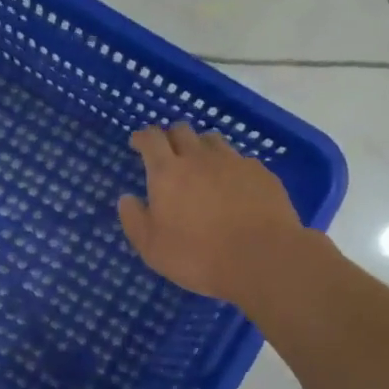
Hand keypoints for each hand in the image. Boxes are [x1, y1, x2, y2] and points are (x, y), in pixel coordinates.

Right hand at [117, 125, 304, 303]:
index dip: (142, 137)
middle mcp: (199, 158)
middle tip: (167, 153)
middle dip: (170, 137)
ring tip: (200, 164)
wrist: (262, 258)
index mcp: (167, 172)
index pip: (151, 139)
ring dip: (200, 146)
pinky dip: (229, 166)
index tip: (137, 143)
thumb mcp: (152, 247)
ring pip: (212, 140)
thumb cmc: (198, 255)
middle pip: (182, 131)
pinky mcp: (261, 173)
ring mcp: (234, 162)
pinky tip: (232, 184)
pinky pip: (240, 159)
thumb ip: (134, 219)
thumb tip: (127, 198)